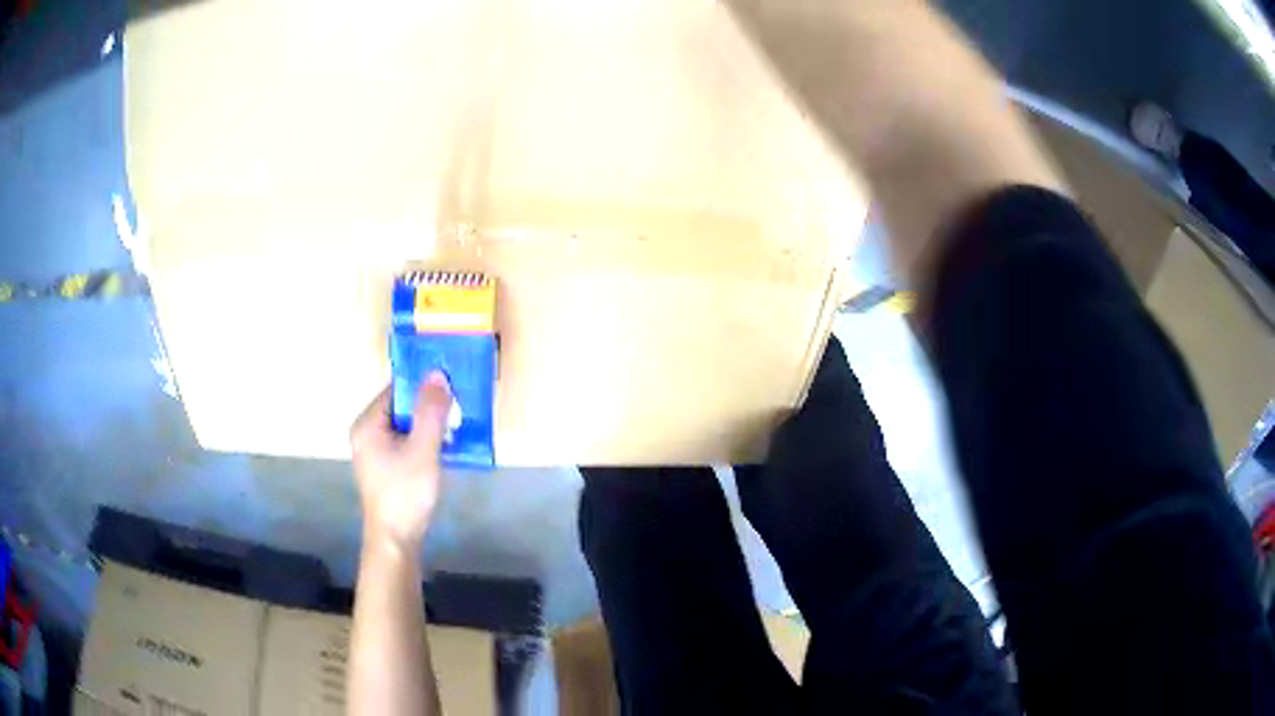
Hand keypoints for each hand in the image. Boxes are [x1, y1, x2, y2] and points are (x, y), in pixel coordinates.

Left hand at [351, 372, 451, 552]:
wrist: (396, 541)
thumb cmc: (405, 494)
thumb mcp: (422, 451)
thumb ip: (430, 412)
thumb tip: (437, 374)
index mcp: (368, 424)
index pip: (396, 390)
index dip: (422, 384)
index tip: (451, 383)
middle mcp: (367, 433)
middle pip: (401, 407)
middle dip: (429, 406)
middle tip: (458, 405)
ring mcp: (376, 451)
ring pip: (406, 425)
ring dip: (429, 424)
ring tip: (457, 424)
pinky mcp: (386, 467)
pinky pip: (407, 442)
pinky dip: (424, 441)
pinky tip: (445, 447)